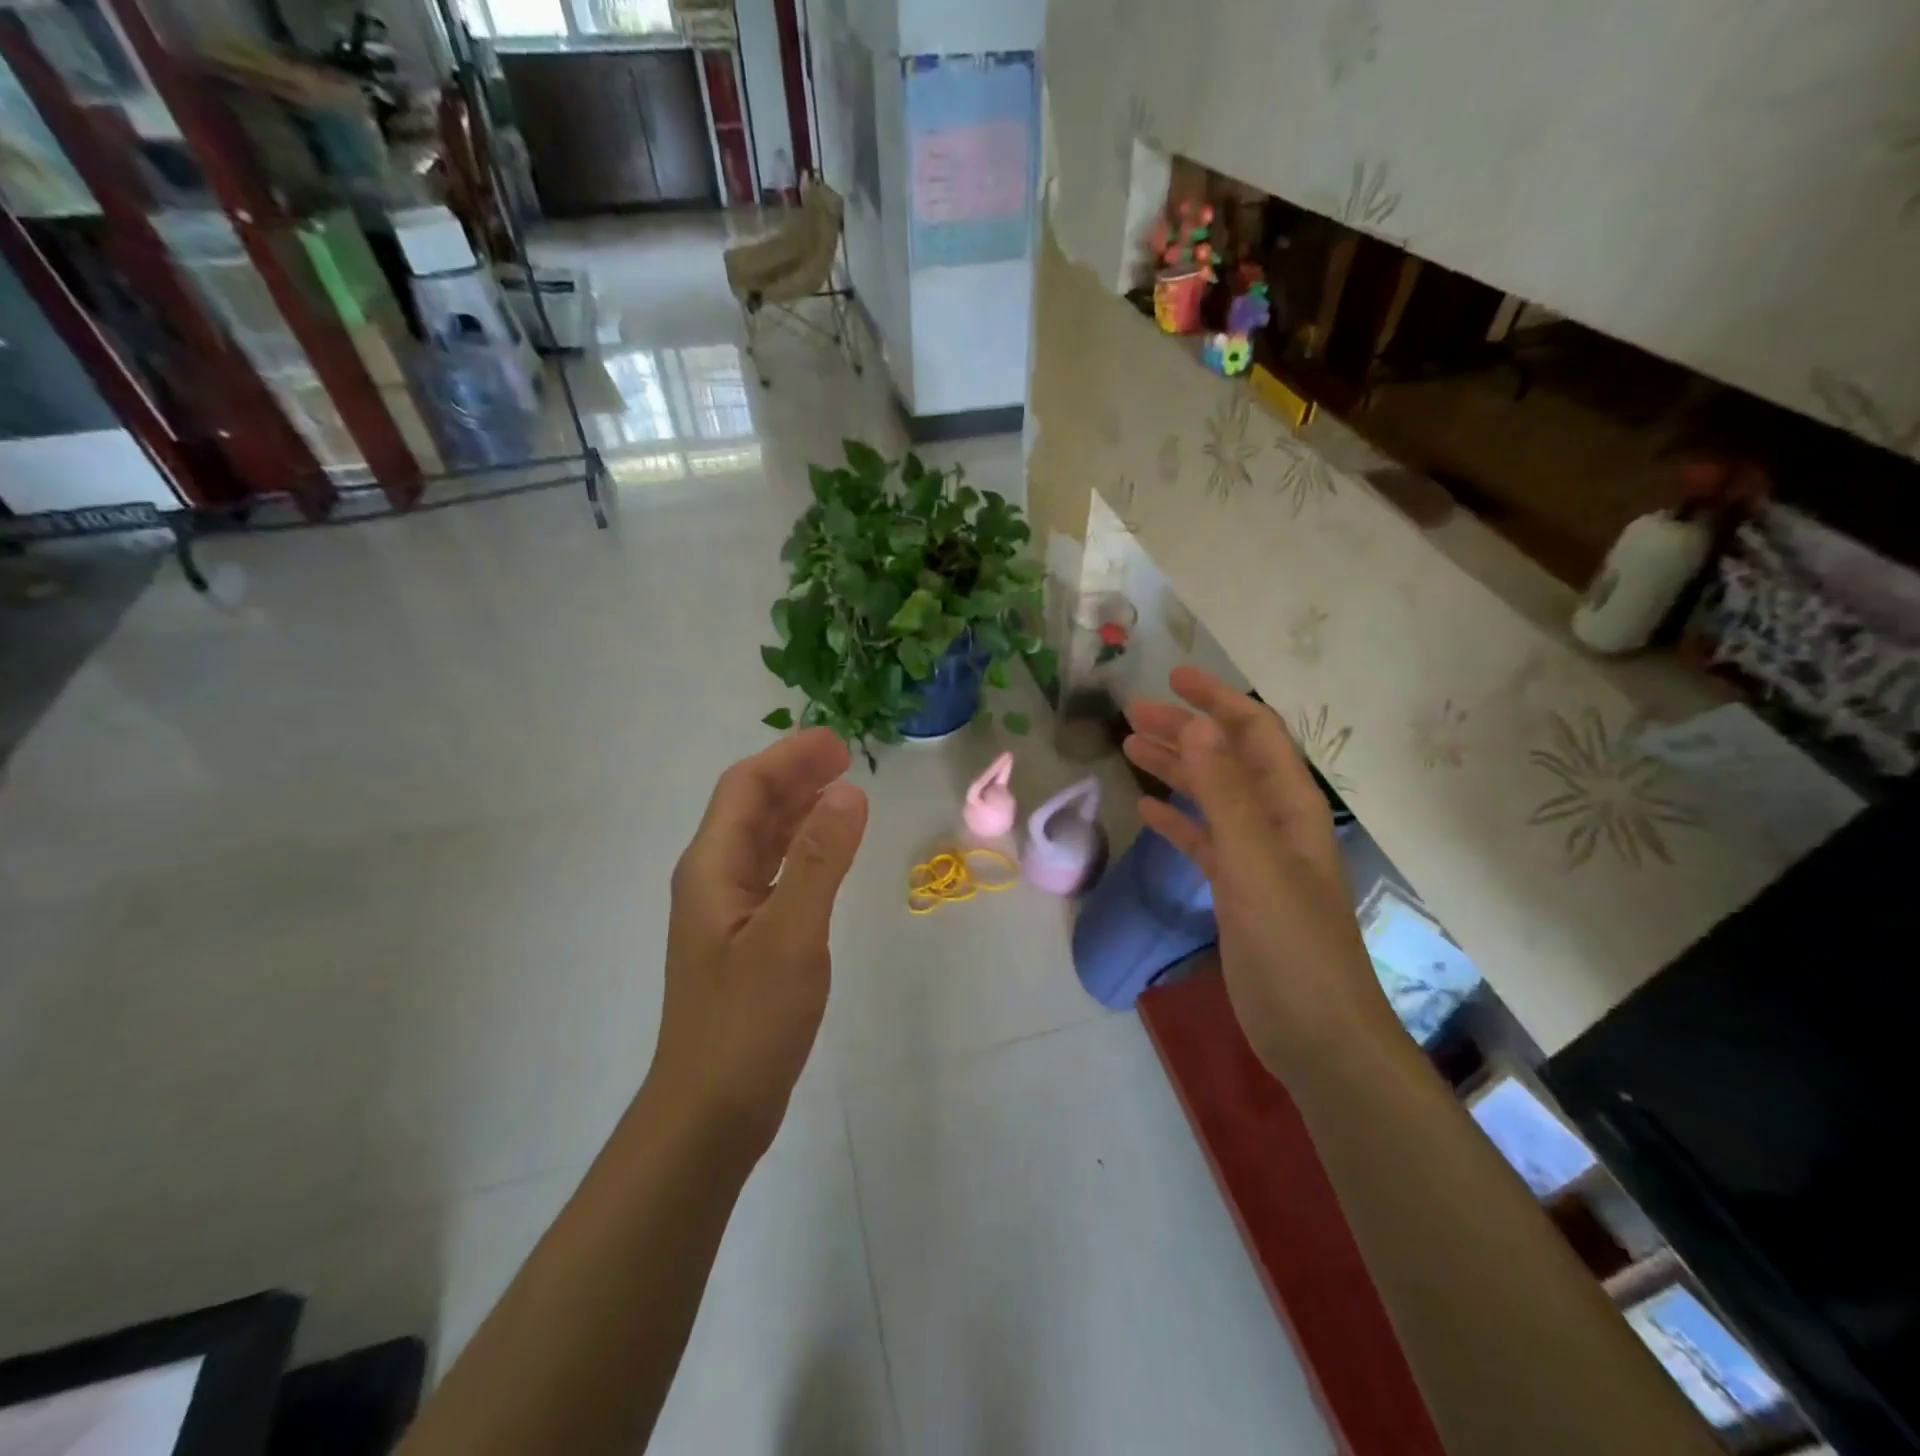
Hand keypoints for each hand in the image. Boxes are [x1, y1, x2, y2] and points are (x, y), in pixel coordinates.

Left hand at [649, 729, 869, 1153]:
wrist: (711, 1109)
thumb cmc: (748, 1021)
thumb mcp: (791, 935)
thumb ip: (821, 861)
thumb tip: (849, 792)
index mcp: (712, 868)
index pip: (745, 789)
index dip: (788, 758)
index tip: (838, 742)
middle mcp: (713, 879)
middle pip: (750, 808)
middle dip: (795, 775)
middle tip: (846, 758)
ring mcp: (726, 910)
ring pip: (762, 840)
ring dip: (798, 809)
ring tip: (842, 791)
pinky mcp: (744, 938)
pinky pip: (773, 872)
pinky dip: (802, 849)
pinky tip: (828, 853)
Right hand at [1123, 667, 1396, 1074]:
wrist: (1314, 1033)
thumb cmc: (1290, 943)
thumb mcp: (1254, 861)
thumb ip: (1225, 792)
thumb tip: (1197, 723)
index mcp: (1289, 807)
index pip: (1254, 734)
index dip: (1218, 701)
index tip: (1173, 679)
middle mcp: (1274, 823)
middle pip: (1226, 760)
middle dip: (1184, 731)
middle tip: (1132, 714)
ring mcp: (1254, 858)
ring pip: (1210, 797)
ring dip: (1175, 769)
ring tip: (1129, 749)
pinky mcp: (1235, 890)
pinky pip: (1201, 841)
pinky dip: (1175, 820)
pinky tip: (1146, 811)